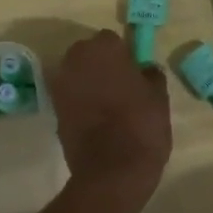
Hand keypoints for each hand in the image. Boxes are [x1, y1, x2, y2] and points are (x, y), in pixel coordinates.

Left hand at [48, 30, 172, 205]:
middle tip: (121, 86)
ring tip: (109, 105)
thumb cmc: (141, 126)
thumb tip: (145, 69)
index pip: (112, 41)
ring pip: (77, 75)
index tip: (134, 72)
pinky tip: (97, 120)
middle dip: (101, 65)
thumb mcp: (159, 97)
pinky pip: (70, 97)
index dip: (124, 55)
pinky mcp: (53, 110)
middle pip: (89, 54)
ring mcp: (61, 85)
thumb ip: (151, 75)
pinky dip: (80, 103)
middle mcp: (76, 59)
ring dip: (89, 83)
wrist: (112, 171)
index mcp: (103, 48)